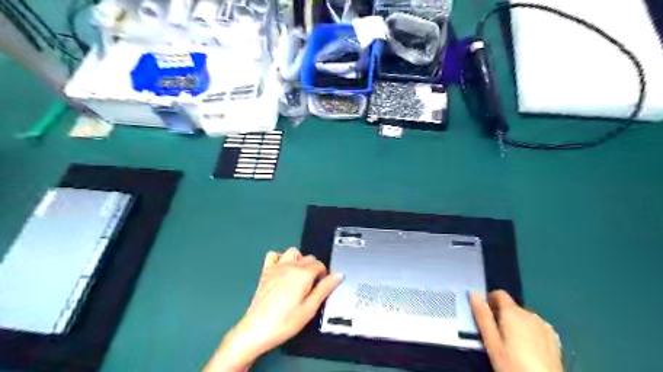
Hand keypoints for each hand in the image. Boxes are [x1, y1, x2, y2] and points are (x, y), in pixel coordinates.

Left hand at [205, 247, 343, 371]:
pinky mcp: (265, 271)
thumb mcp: (310, 309)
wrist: (256, 330)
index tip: (322, 286)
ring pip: (293, 252)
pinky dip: (280, 258)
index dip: (324, 275)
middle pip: (309, 257)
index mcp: (303, 274)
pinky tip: (283, 270)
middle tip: (312, 286)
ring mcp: (276, 267)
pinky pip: (273, 255)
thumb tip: (337, 276)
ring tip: (299, 276)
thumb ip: (324, 289)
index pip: (320, 265)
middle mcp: (290, 266)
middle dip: (314, 268)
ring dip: (299, 260)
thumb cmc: (284, 322)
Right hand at [467, 290, 560, 371]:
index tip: (485, 316)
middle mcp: (530, 314)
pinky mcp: (554, 339)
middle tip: (495, 337)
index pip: (499, 294)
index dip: (489, 301)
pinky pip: (535, 328)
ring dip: (515, 325)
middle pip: (511, 307)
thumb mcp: (491, 342)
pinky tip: (527, 351)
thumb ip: (482, 316)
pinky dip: (528, 333)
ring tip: (510, 346)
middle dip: (501, 316)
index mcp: (513, 312)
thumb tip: (474, 294)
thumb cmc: (513, 365)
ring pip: (523, 318)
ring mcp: (545, 326)